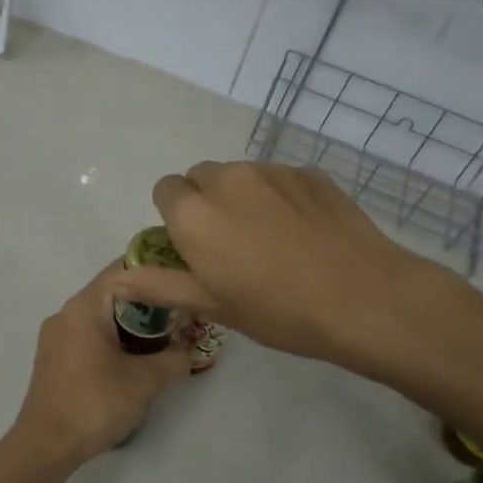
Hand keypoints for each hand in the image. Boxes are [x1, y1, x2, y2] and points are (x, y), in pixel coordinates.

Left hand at [2, 261, 191, 472]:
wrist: (46, 445)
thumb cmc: (94, 403)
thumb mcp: (145, 381)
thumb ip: (174, 359)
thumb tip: (191, 351)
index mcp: (84, 306)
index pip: (123, 270)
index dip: (156, 271)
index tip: (184, 282)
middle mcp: (66, 312)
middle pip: (113, 293)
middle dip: (149, 302)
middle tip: (182, 315)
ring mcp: (57, 336)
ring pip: (102, 316)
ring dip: (133, 324)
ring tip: (166, 338)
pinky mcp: (55, 358)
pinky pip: (90, 335)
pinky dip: (115, 339)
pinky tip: (136, 359)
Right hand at [115, 161, 464, 381]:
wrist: (363, 297)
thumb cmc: (278, 310)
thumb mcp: (213, 305)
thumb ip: (161, 285)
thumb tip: (119, 280)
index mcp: (195, 212)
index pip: (165, 190)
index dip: (175, 218)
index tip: (196, 248)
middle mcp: (227, 179)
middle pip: (201, 177)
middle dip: (206, 203)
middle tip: (232, 245)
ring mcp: (272, 171)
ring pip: (241, 175)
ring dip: (243, 198)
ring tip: (273, 240)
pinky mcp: (309, 173)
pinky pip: (278, 178)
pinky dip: (279, 197)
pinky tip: (304, 233)